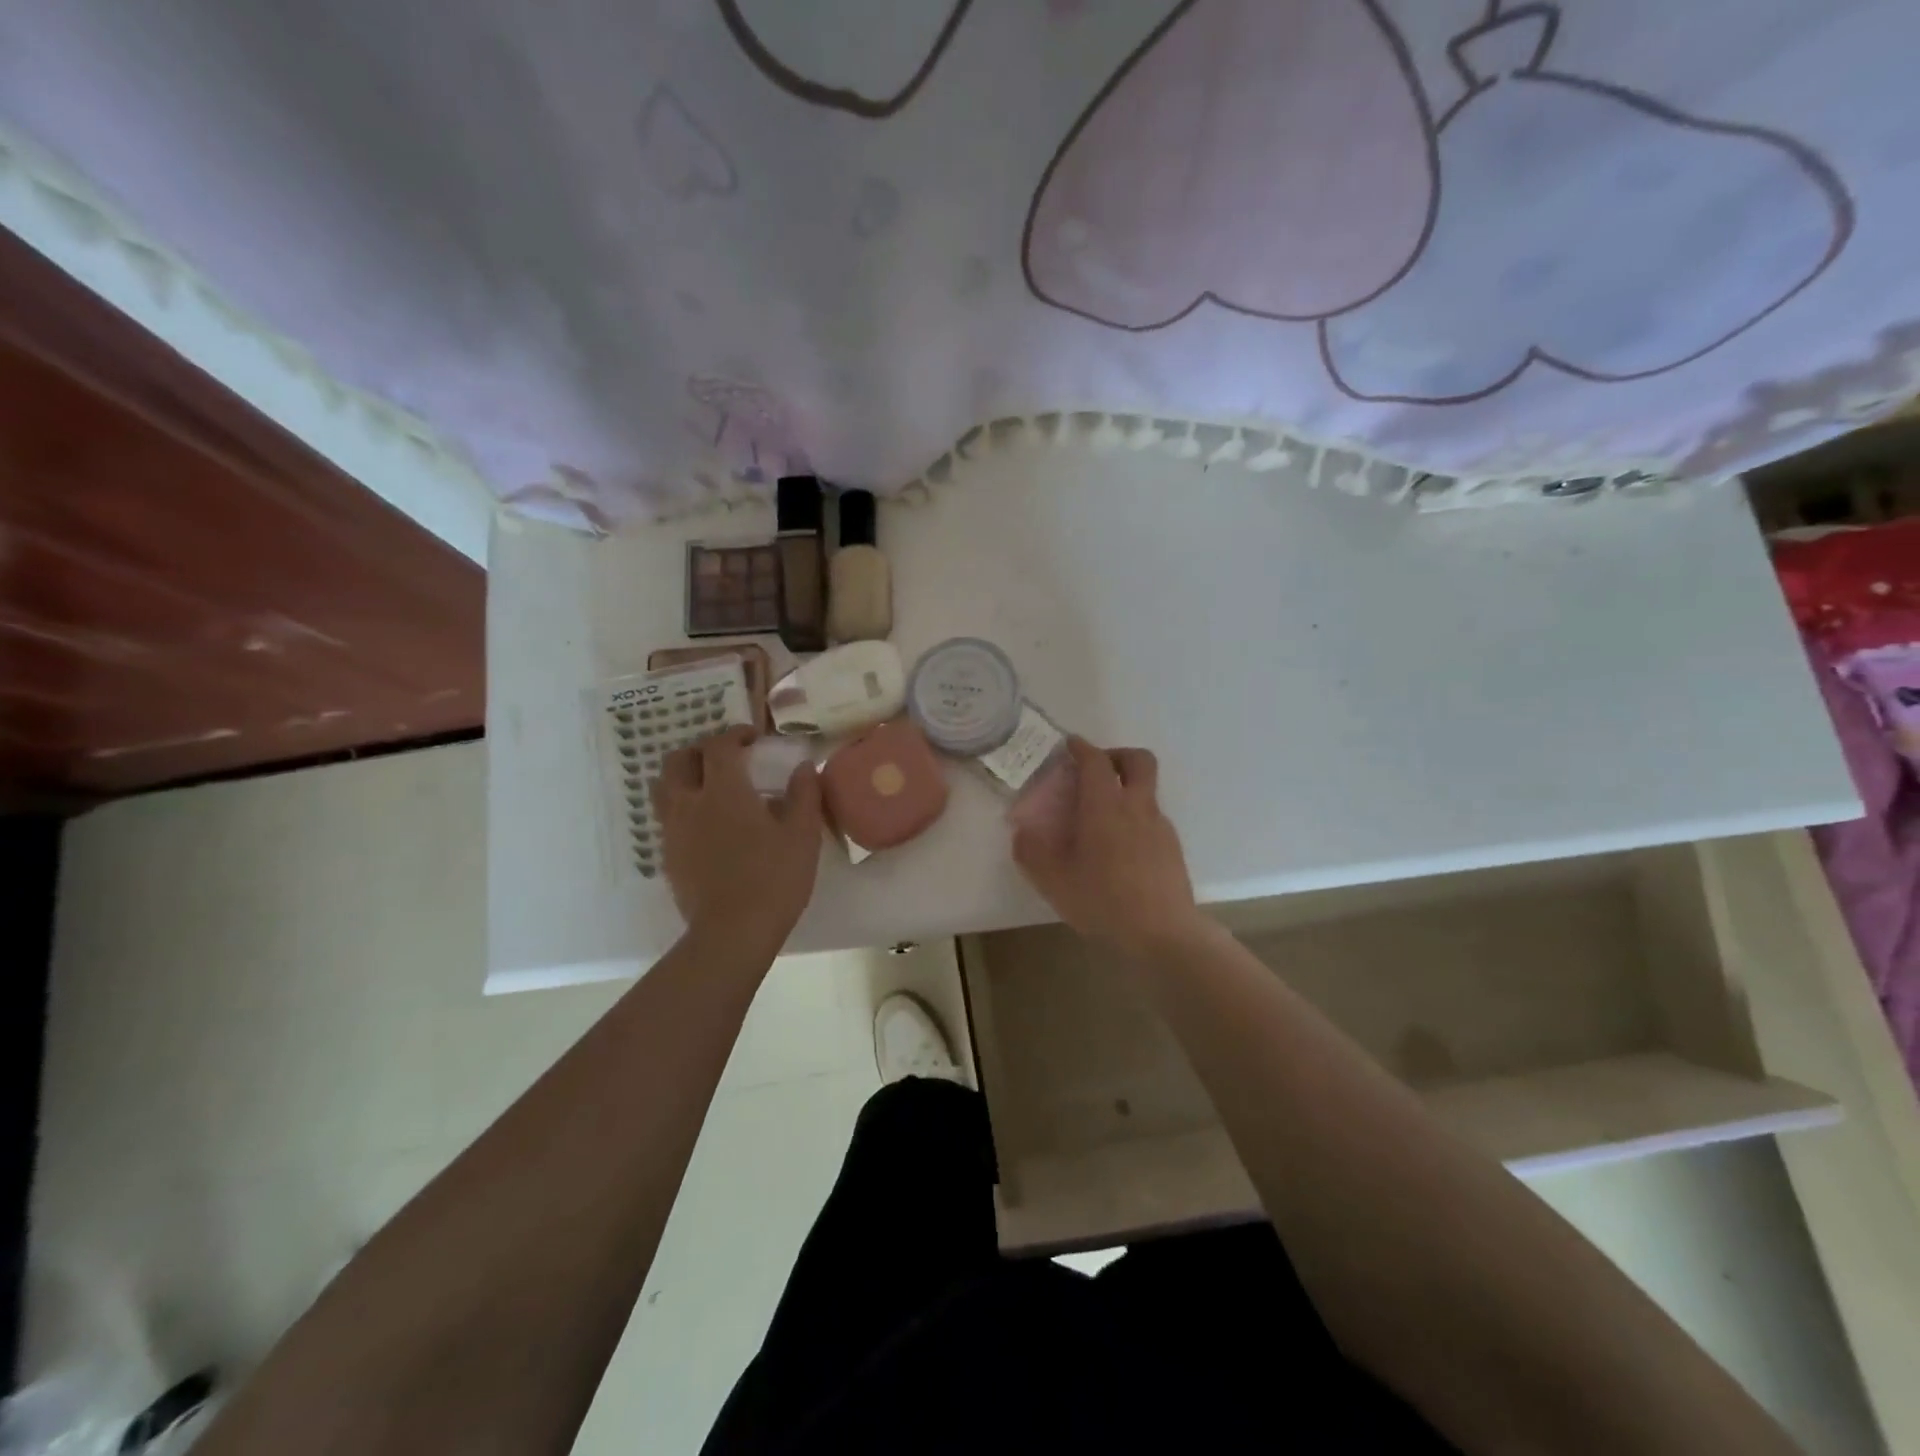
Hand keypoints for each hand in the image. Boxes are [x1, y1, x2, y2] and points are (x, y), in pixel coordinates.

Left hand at [652, 726, 823, 953]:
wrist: (732, 933)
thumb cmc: (774, 878)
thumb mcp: (802, 835)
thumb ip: (804, 795)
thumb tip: (803, 767)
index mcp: (724, 791)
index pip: (719, 746)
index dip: (735, 735)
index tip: (753, 739)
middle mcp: (690, 803)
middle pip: (679, 760)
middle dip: (701, 751)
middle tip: (726, 759)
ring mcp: (673, 831)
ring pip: (664, 788)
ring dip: (684, 778)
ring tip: (709, 788)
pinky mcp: (668, 857)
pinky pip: (667, 819)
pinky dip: (683, 808)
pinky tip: (707, 826)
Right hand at [1012, 737, 1204, 956]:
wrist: (1163, 934)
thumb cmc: (1103, 901)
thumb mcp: (1053, 881)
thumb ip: (1031, 852)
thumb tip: (1021, 832)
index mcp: (1106, 806)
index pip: (1095, 760)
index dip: (1081, 747)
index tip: (1069, 745)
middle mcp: (1137, 807)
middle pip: (1138, 760)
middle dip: (1116, 755)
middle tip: (1095, 771)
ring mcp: (1160, 826)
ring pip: (1146, 790)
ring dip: (1125, 790)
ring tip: (1100, 820)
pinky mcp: (1172, 848)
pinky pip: (1151, 819)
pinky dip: (1134, 819)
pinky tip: (1118, 851)